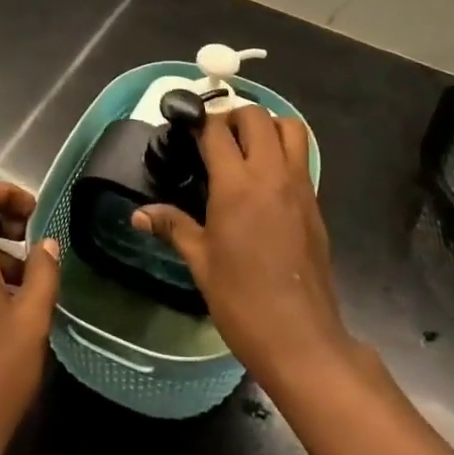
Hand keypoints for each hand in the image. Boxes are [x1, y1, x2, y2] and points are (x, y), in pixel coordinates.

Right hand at [133, 106, 355, 397]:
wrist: (300, 338)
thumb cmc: (242, 300)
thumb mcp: (201, 262)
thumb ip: (173, 227)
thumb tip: (138, 214)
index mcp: (236, 185)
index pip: (217, 131)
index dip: (199, 122)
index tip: (186, 126)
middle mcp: (271, 174)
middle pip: (257, 117)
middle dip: (233, 116)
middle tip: (215, 138)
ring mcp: (299, 186)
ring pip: (290, 128)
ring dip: (267, 126)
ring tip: (246, 147)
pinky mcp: (315, 202)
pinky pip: (302, 157)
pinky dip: (284, 150)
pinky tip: (265, 178)